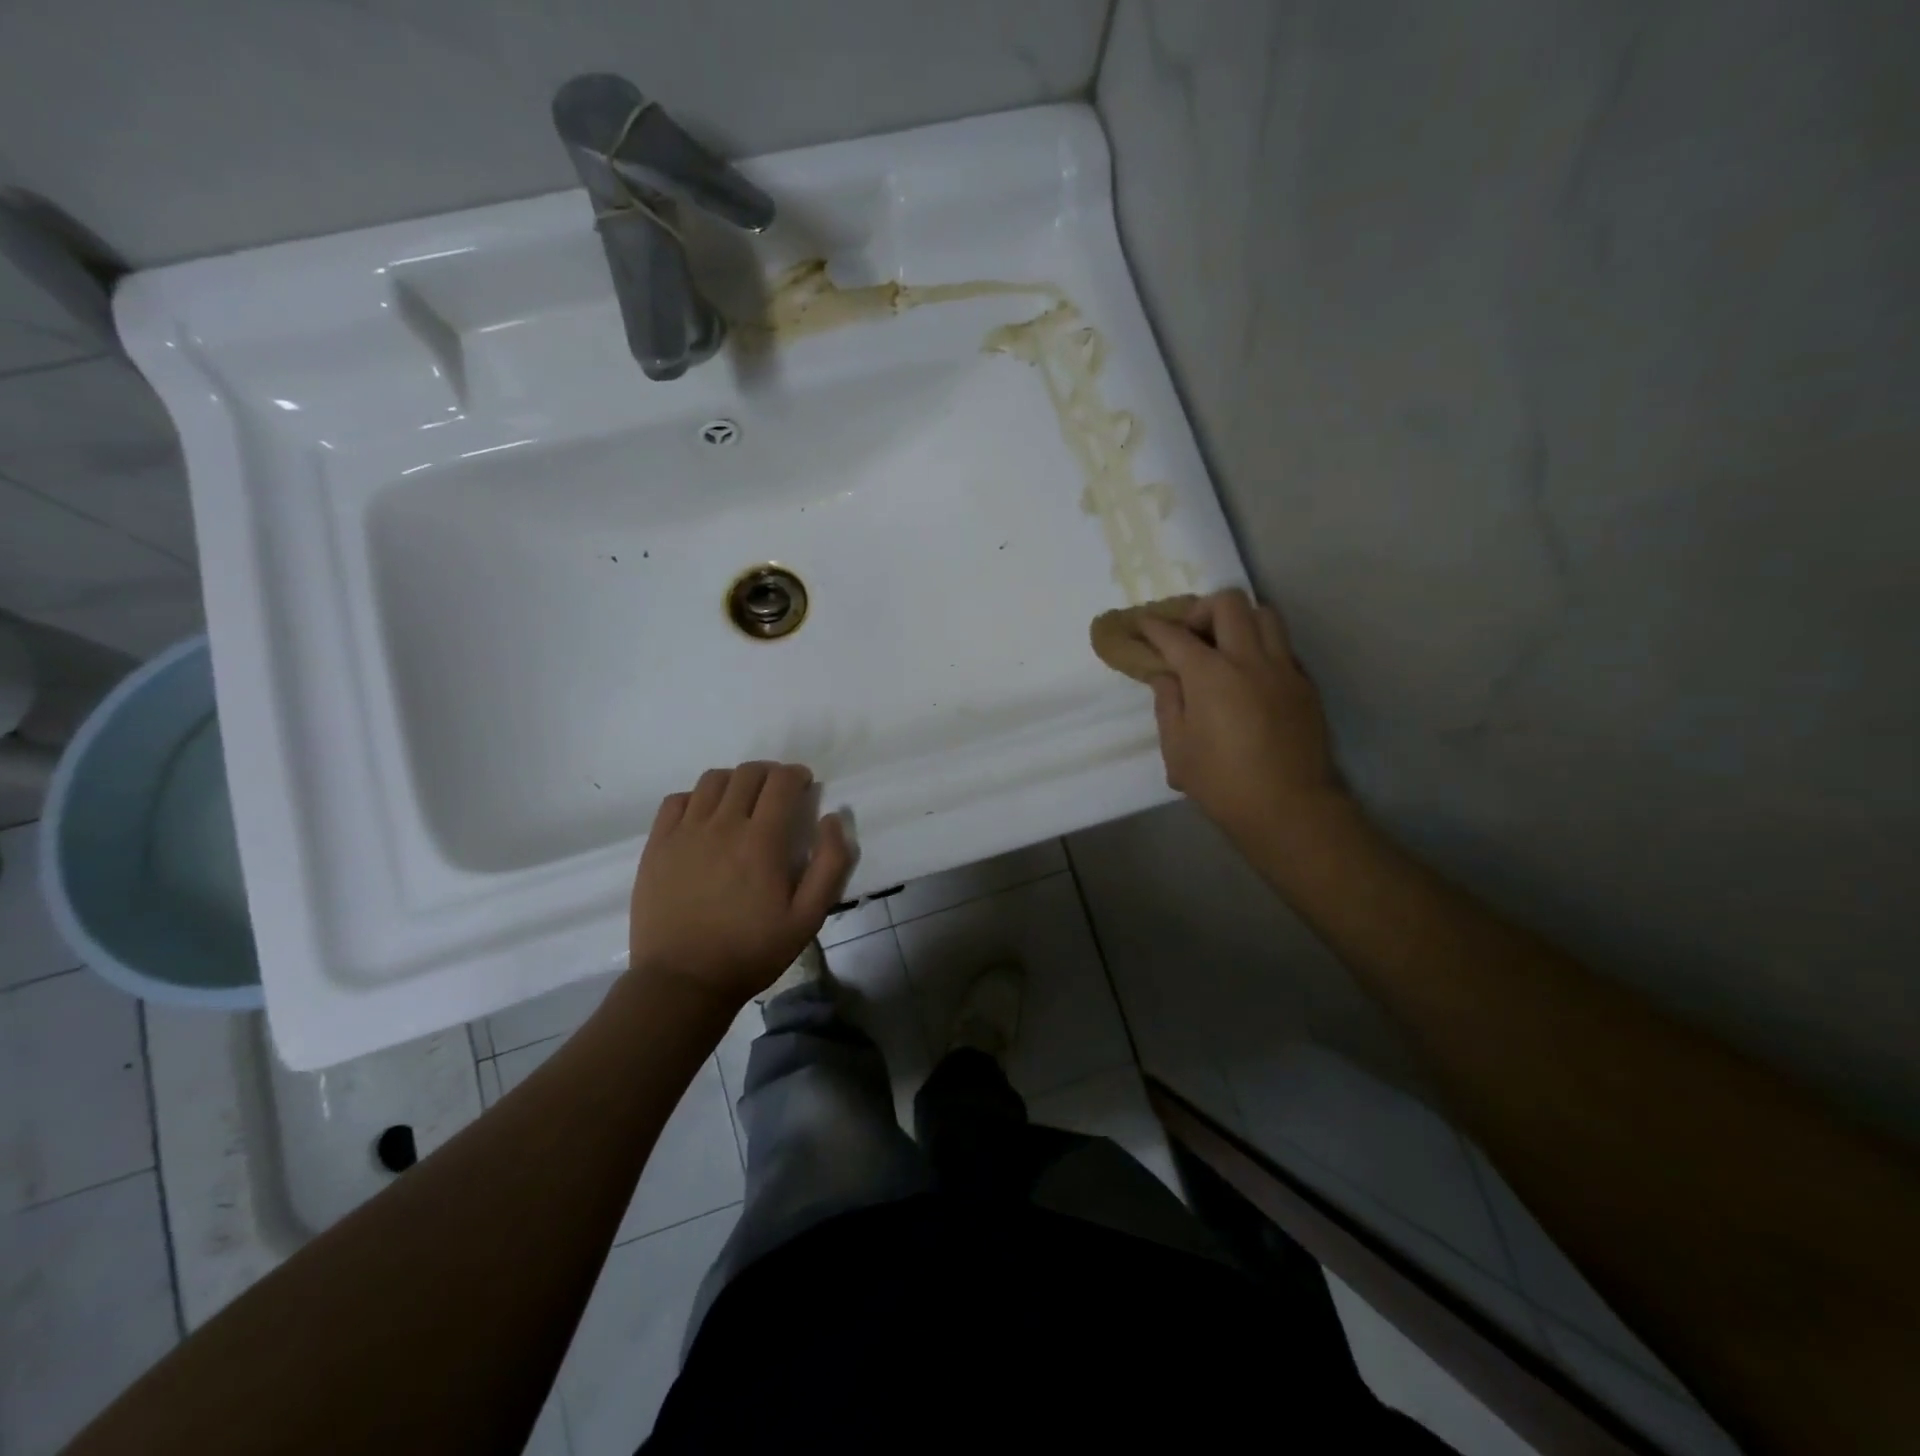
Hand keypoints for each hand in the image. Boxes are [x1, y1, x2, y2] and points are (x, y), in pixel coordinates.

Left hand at [628, 762, 852, 1007]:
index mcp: (761, 841)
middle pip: (748, 773)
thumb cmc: (752, 951)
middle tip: (778, 792)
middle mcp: (722, 825)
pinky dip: (697, 798)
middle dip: (770, 773)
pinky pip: (677, 800)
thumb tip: (832, 818)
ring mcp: (684, 833)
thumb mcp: (808, 917)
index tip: (803, 784)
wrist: (683, 981)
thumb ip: (830, 864)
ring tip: (743, 800)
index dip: (796, 775)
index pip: (781, 782)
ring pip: (712, 780)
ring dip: (735, 781)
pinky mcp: (657, 845)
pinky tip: (705, 817)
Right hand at [1139, 589, 1348, 852]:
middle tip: (1190, 634)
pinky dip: (1262, 646)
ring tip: (1225, 645)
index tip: (1144, 624)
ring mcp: (1283, 668)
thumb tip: (1166, 676)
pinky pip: (1283, 646)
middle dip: (1201, 610)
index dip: (1155, 626)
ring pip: (1264, 615)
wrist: (1289, 808)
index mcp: (1210, 675)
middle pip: (1228, 604)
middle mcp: (1248, 660)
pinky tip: (1251, 675)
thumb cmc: (1222, 783)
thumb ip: (1168, 704)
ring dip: (1239, 620)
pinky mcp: (1304, 684)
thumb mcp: (1177, 749)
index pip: (1176, 635)